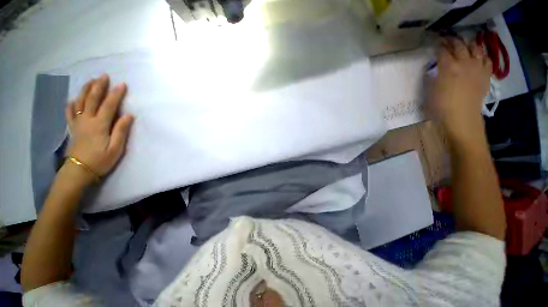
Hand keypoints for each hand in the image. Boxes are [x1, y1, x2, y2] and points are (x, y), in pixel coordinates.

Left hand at [64, 74, 133, 184]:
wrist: (80, 170)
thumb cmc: (101, 160)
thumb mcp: (116, 148)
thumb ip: (121, 130)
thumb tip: (128, 115)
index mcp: (99, 125)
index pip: (109, 105)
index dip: (116, 94)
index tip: (122, 84)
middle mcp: (87, 120)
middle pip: (92, 99)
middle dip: (99, 86)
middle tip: (104, 76)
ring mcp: (78, 123)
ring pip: (80, 102)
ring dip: (86, 90)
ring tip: (91, 81)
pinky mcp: (73, 128)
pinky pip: (70, 112)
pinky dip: (71, 103)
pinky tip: (74, 99)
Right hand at [428, 37, 491, 143]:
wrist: (462, 117)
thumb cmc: (441, 106)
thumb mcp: (430, 90)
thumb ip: (433, 76)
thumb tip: (434, 68)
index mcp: (448, 67)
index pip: (442, 50)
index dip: (438, 45)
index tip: (434, 42)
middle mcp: (464, 62)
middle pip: (459, 45)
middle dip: (452, 40)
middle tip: (446, 39)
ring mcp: (477, 67)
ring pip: (475, 48)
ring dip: (468, 44)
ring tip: (464, 44)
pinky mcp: (485, 74)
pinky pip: (486, 59)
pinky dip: (482, 55)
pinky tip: (478, 57)